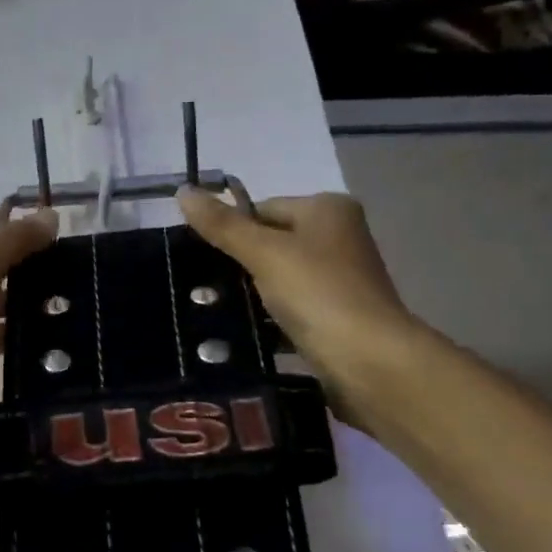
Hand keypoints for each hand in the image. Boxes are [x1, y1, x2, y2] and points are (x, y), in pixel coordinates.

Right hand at [176, 187, 421, 422]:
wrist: (368, 361)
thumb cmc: (318, 293)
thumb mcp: (264, 253)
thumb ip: (223, 225)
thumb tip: (182, 190)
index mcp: (328, 209)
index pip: (262, 208)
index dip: (231, 231)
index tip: (202, 259)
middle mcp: (339, 236)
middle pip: (271, 242)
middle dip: (240, 264)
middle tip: (204, 287)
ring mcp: (340, 278)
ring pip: (279, 277)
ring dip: (252, 294)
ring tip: (217, 312)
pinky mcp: (336, 314)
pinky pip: (291, 307)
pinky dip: (270, 317)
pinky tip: (245, 332)